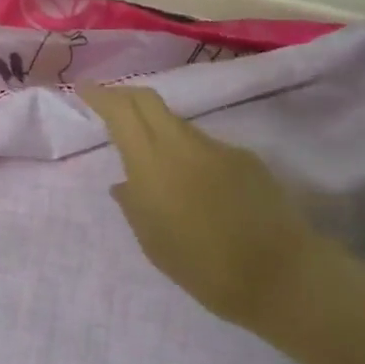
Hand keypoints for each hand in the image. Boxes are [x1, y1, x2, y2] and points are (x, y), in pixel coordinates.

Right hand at [80, 82, 345, 341]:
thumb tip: (124, 183)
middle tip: (110, 104)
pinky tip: (199, 189)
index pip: (122, 111)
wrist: (279, 275)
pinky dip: (191, 156)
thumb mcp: (153, 242)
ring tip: (157, 165)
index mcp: (152, 164)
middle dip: (126, 95)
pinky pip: (207, 148)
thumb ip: (134, 205)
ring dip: (159, 130)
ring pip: (179, 125)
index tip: (85, 88)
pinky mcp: (245, 158)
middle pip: (149, 100)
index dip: (101, 95)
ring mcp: (218, 147)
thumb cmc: (203, 267)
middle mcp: (183, 144)